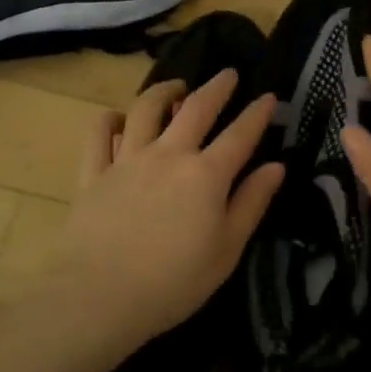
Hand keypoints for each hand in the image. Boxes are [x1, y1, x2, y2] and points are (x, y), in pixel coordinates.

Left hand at [59, 69, 283, 339]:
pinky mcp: (94, 174)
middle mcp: (169, 155)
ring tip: (175, 87)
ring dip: (164, 91)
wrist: (100, 297)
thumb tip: (276, 166)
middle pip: (196, 108)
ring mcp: (127, 160)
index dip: (257, 113)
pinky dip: (109, 121)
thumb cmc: (174, 282)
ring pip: (145, 110)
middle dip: (216, 87)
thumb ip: (252, 203)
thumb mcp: (227, 249)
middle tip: (228, 73)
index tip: (269, 96)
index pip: (240, 134)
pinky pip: (99, 136)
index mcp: (207, 175)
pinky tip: (117, 119)